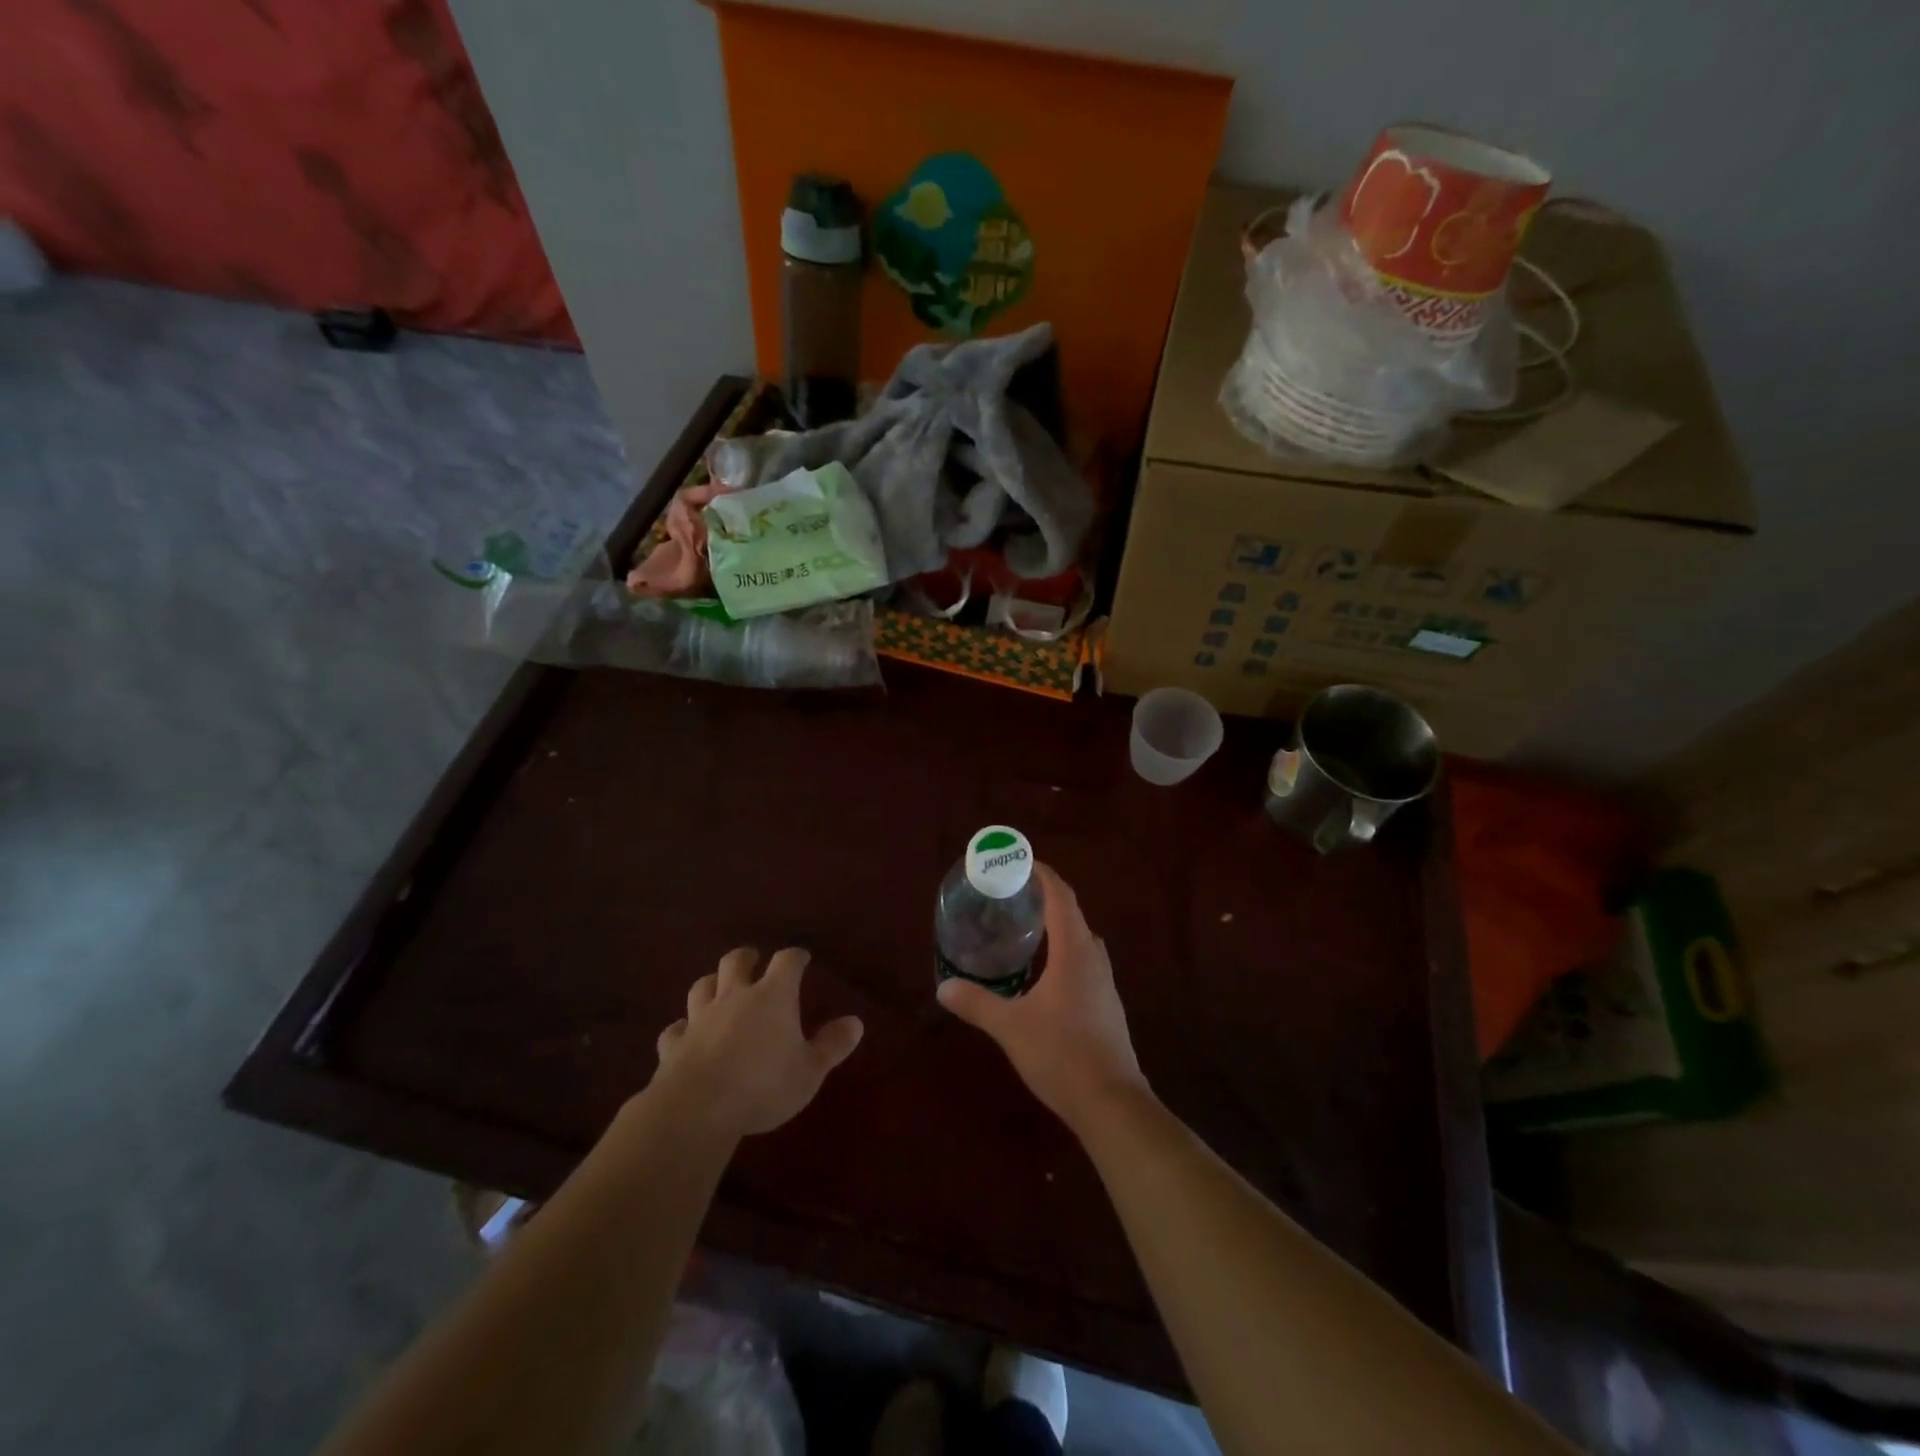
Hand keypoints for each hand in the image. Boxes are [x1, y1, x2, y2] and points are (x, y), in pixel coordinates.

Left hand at [651, 948, 863, 1139]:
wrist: (697, 1109)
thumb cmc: (763, 1086)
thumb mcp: (809, 1071)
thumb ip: (831, 1046)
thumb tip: (856, 1022)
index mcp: (773, 996)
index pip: (787, 961)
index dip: (795, 957)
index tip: (801, 958)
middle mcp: (735, 997)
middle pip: (736, 961)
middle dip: (746, 957)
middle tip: (754, 960)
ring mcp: (700, 1018)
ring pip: (702, 987)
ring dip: (711, 984)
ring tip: (718, 988)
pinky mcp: (674, 1044)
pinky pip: (676, 1029)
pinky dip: (682, 1028)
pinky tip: (685, 1034)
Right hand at [936, 864, 1146, 1133]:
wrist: (1112, 1103)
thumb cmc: (1061, 1055)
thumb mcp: (1011, 1027)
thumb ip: (977, 1003)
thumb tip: (943, 987)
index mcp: (1074, 951)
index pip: (1061, 897)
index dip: (1043, 874)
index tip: (1020, 861)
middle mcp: (1094, 958)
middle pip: (1072, 913)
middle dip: (1045, 897)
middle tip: (1012, 894)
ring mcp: (1105, 982)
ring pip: (1080, 938)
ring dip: (1056, 925)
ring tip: (1025, 927)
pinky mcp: (1107, 1004)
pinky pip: (1084, 960)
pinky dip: (1064, 950)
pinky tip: (1044, 971)